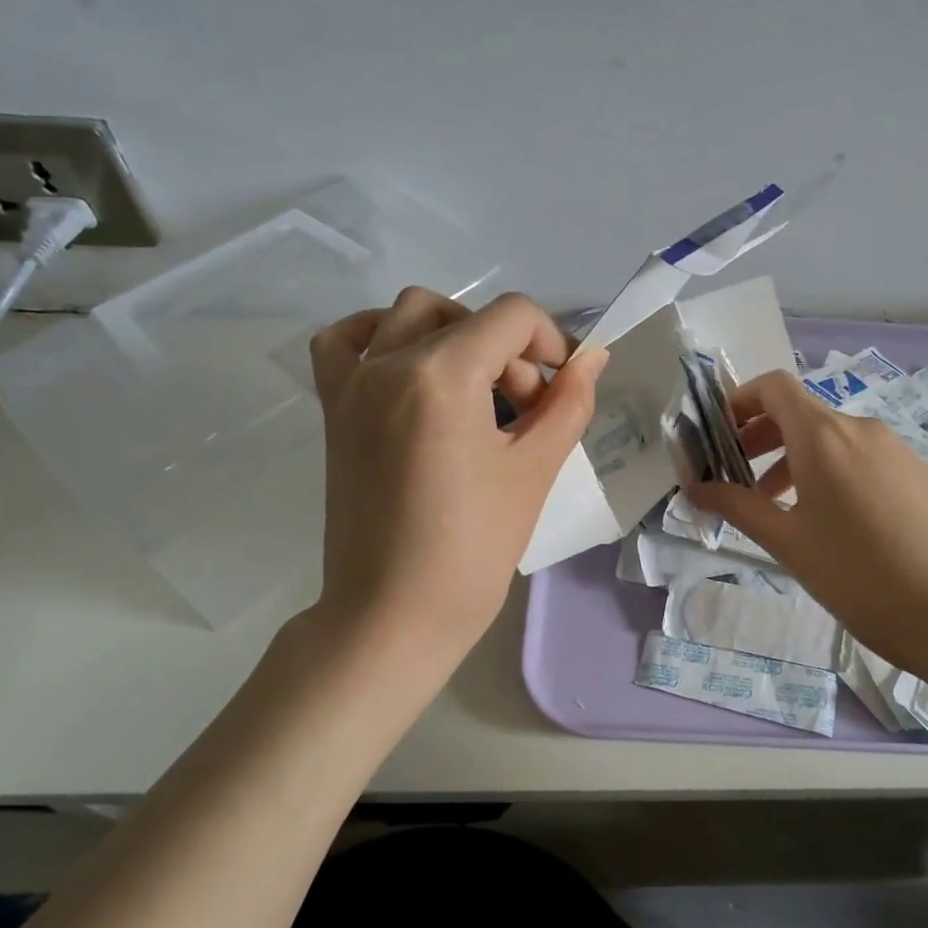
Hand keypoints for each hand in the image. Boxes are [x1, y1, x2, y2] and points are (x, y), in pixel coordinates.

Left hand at [308, 288, 607, 670]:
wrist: (395, 613)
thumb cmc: (474, 547)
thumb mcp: (536, 469)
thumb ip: (570, 402)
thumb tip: (592, 357)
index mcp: (442, 375)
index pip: (512, 317)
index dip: (551, 342)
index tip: (561, 390)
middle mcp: (389, 363)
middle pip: (466, 317)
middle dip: (509, 352)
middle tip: (525, 411)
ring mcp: (353, 383)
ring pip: (408, 314)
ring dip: (454, 334)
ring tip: (475, 388)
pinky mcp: (334, 409)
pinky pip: (343, 342)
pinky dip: (378, 335)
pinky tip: (407, 364)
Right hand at [688, 370, 927, 675]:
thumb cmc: (858, 576)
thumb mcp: (788, 542)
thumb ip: (737, 507)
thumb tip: (695, 488)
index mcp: (823, 436)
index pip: (773, 387)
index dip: (740, 400)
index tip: (719, 435)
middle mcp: (861, 429)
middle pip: (800, 413)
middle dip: (761, 437)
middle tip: (737, 478)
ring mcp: (896, 449)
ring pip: (832, 439)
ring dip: (795, 459)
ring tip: (780, 507)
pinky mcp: (919, 473)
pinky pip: (862, 457)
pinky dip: (832, 471)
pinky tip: (832, 521)